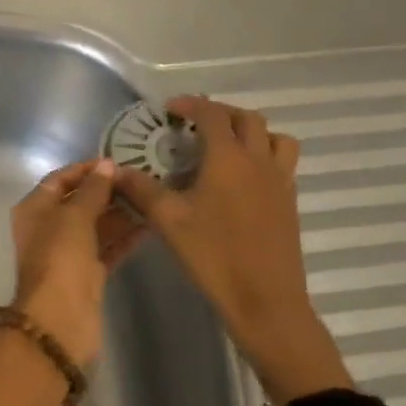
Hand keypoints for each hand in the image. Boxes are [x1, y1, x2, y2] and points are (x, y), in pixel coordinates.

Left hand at [7, 159, 144, 366]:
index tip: (116, 161)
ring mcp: (69, 252)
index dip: (86, 169)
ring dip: (120, 213)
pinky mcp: (88, 273)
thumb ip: (92, 190)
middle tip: (141, 179)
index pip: (60, 179)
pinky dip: (125, 237)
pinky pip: (108, 247)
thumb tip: (107, 166)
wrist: (60, 319)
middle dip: (108, 191)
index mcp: (35, 209)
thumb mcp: (74, 216)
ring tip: (151, 197)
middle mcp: (49, 227)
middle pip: (80, 201)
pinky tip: (150, 224)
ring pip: (97, 225)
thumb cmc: (60, 258)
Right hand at [113, 96, 351, 402]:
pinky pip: (282, 162)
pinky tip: (242, 180)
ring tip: (227, 147)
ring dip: (251, 132)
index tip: (171, 109)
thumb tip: (115, 171)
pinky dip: (264, 155)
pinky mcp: (290, 201)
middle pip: (247, 118)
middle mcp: (259, 160)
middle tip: (195, 126)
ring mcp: (280, 180)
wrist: (265, 300)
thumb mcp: (169, 221)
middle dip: (220, 114)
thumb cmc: (214, 256)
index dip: (191, 105)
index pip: (213, 114)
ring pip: (275, 137)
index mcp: (229, 158)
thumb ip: (141, 190)